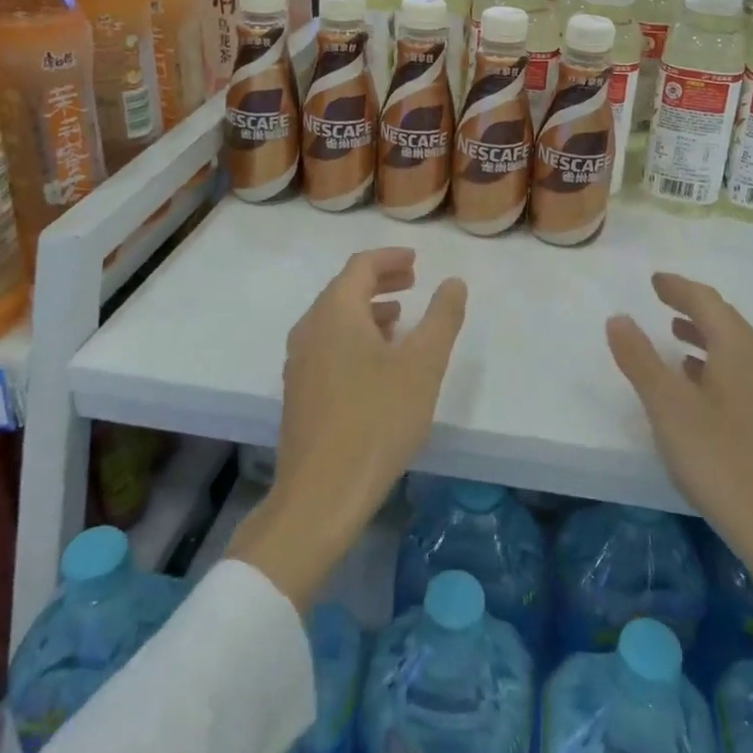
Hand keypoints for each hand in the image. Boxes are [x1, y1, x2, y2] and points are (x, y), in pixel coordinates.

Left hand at [231, 248, 467, 608]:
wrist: (321, 494)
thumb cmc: (377, 419)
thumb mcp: (423, 365)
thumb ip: (442, 317)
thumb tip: (453, 282)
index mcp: (335, 312)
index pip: (361, 266)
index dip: (390, 258)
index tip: (416, 261)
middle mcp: (310, 328)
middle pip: (344, 289)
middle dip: (380, 280)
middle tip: (413, 282)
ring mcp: (299, 362)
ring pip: (335, 318)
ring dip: (368, 310)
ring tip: (401, 320)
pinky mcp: (299, 391)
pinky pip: (328, 344)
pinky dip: (355, 336)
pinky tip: (377, 363)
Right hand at [605, 272, 752, 565]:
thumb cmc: (722, 461)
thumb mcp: (669, 408)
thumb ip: (640, 359)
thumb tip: (619, 318)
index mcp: (740, 349)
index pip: (706, 301)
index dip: (678, 287)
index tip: (654, 280)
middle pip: (725, 321)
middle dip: (692, 307)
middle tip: (661, 300)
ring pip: (735, 349)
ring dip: (704, 336)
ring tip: (675, 337)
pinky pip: (742, 373)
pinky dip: (715, 364)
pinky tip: (699, 387)